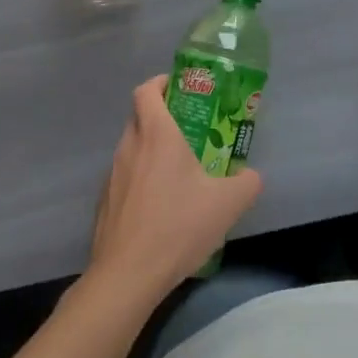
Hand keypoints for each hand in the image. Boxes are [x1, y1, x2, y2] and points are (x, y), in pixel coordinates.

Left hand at [87, 75, 263, 305]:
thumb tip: (252, 176)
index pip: (147, 90)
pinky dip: (140, 179)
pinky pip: (124, 177)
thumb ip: (247, 183)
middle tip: (189, 129)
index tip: (180, 88)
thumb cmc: (177, 226)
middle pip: (140, 116)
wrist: (127, 275)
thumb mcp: (227, 204)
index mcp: (157, 135)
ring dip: (151, 149)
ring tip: (178, 171)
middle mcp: (130, 147)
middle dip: (161, 115)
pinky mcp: (105, 203)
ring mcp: (112, 175)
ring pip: (131, 148)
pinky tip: (160, 206)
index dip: (161, 83)